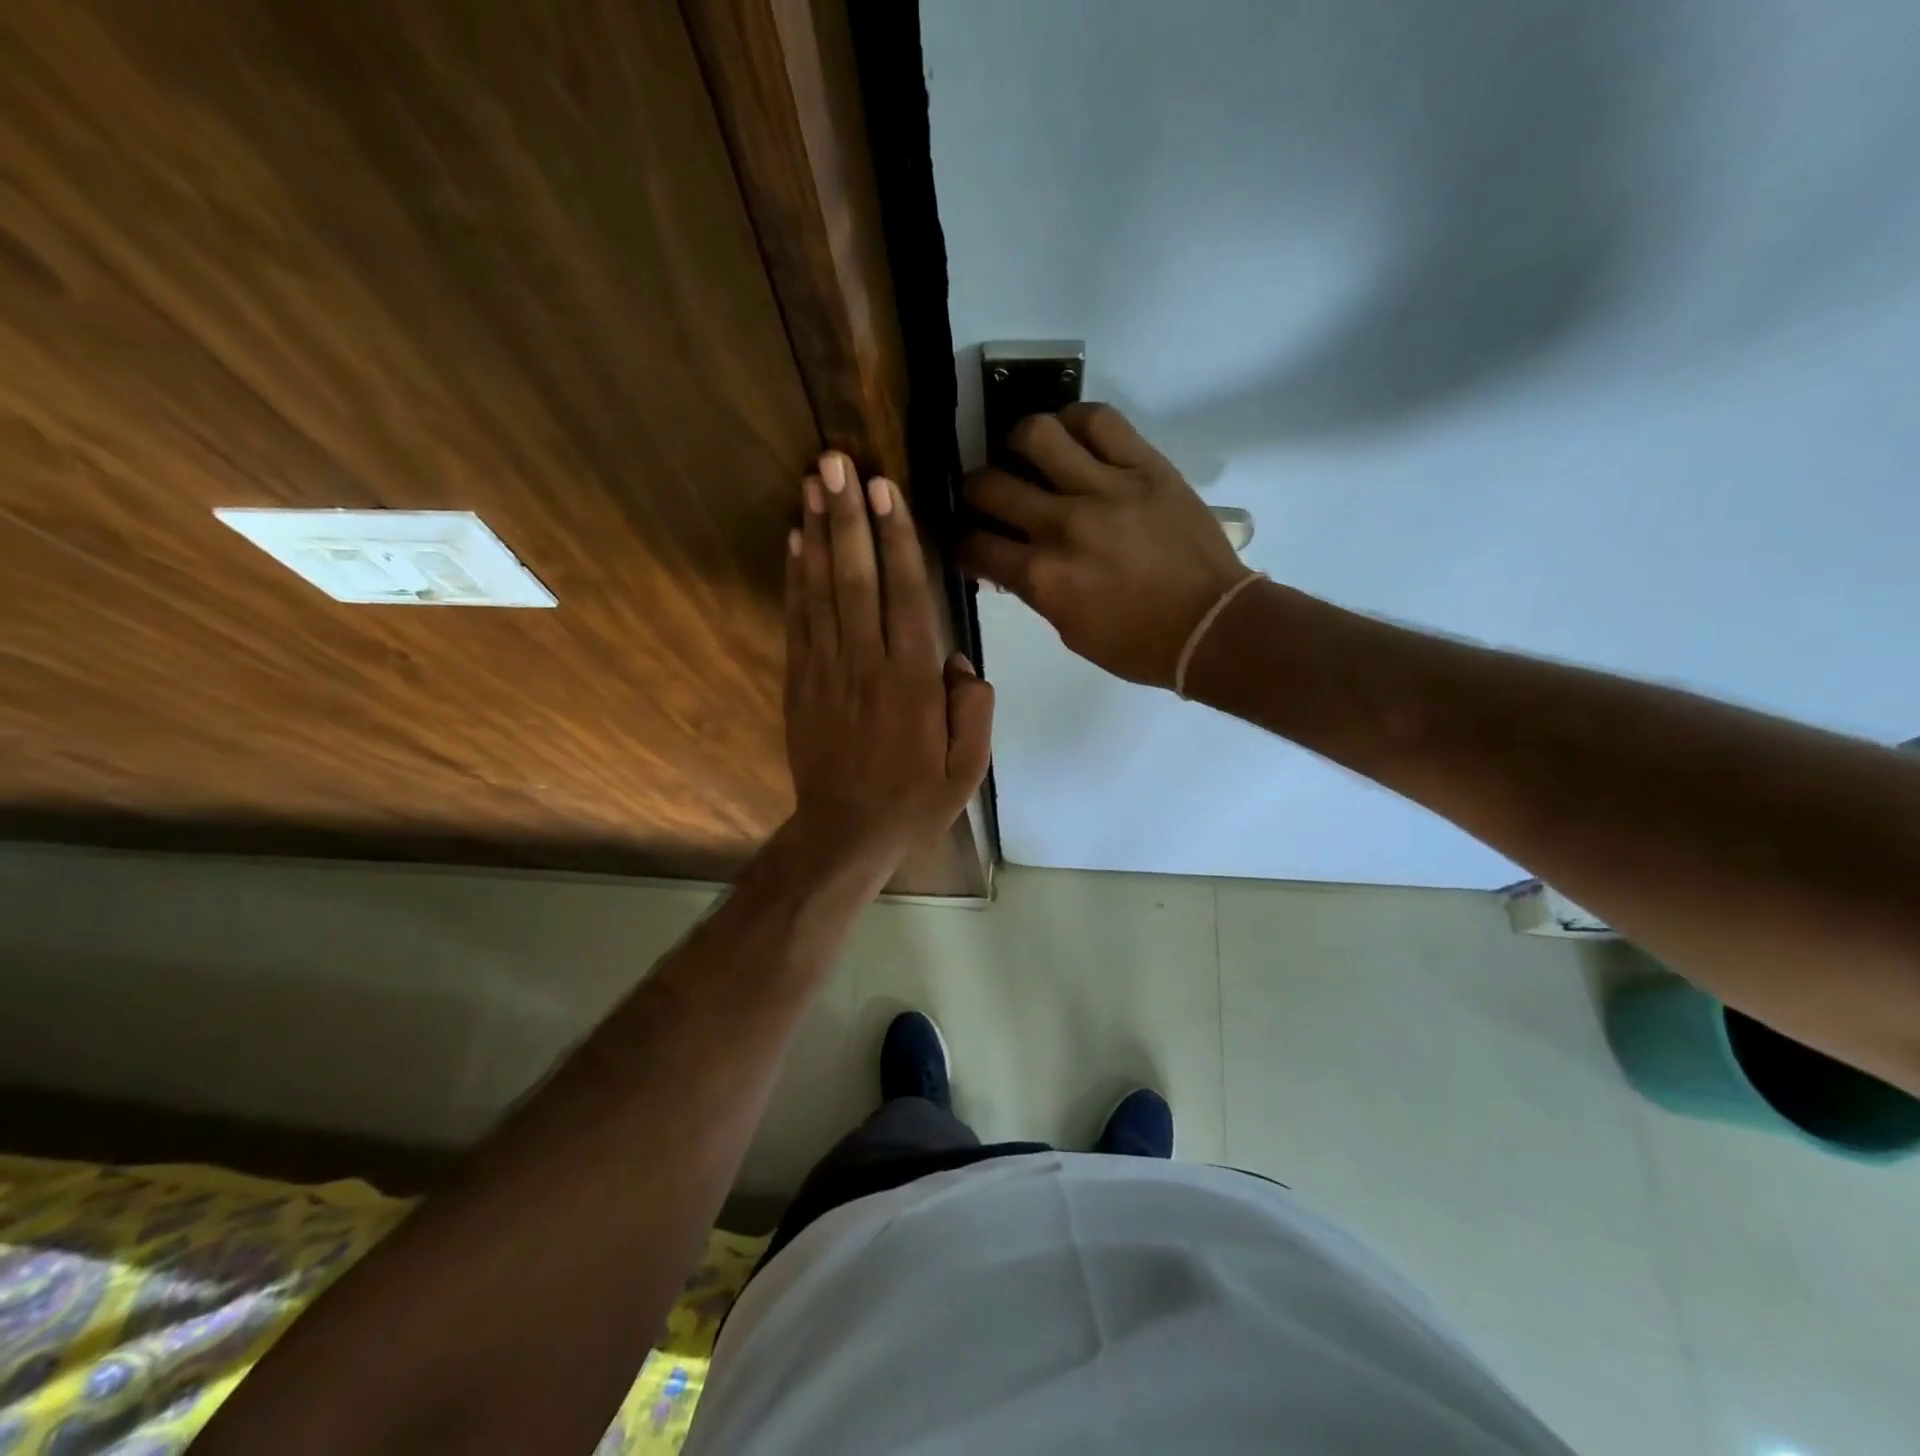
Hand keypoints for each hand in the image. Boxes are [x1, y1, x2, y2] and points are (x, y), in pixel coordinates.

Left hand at [784, 451, 994, 874]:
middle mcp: (867, 664)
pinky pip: (798, 620)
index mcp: (913, 682)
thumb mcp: (969, 769)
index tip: (886, 489)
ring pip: (822, 590)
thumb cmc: (914, 801)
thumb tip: (961, 664)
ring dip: (819, 533)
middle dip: (849, 516)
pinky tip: (795, 541)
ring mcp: (827, 670)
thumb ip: (974, 710)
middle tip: (837, 462)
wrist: (846, 833)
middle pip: (857, 578)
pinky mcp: (801, 681)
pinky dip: (795, 578)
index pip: (906, 595)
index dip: (896, 538)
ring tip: (813, 482)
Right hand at [959, 404, 1250, 687]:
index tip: (968, 537)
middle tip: (986, 493)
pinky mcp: (1145, 466)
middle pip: (990, 485)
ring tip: (1024, 454)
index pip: (975, 544)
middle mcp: (1063, 526)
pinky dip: (1073, 421)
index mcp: (1043, 578)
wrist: (1212, 626)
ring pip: (1036, 434)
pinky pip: (1098, 420)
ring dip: (1016, 442)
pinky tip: (1069, 436)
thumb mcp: (1070, 632)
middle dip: (974, 490)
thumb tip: (1010, 559)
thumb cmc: (1137, 644)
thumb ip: (1035, 591)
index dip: (961, 540)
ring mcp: (1105, 489)